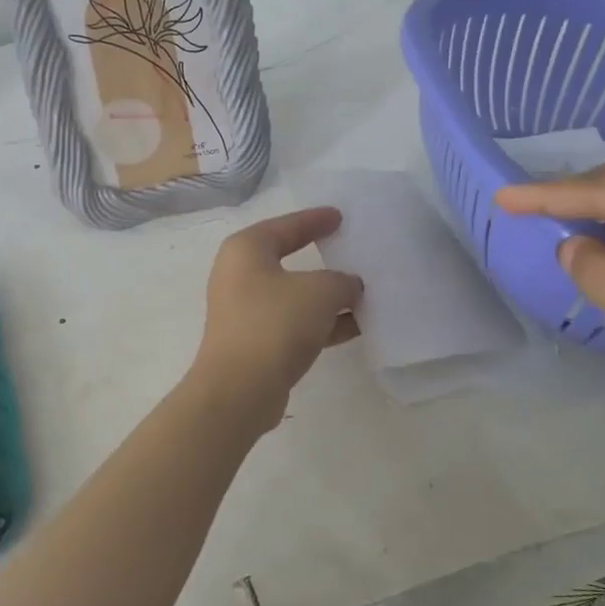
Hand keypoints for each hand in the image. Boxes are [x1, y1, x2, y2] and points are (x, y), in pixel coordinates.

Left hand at [190, 207, 363, 428]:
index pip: (285, 226)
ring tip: (365, 294)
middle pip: (288, 259)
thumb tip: (348, 286)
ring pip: (294, 296)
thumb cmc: (275, 323)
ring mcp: (244, 312)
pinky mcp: (254, 343)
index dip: (314, 219)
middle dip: (322, 258)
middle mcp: (239, 276)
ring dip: (327, 297)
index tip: (339, 216)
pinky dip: (321, 323)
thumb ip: (341, 281)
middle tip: (351, 248)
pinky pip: (294, 324)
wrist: (239, 389)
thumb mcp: (320, 291)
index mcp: (246, 250)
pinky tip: (356, 327)